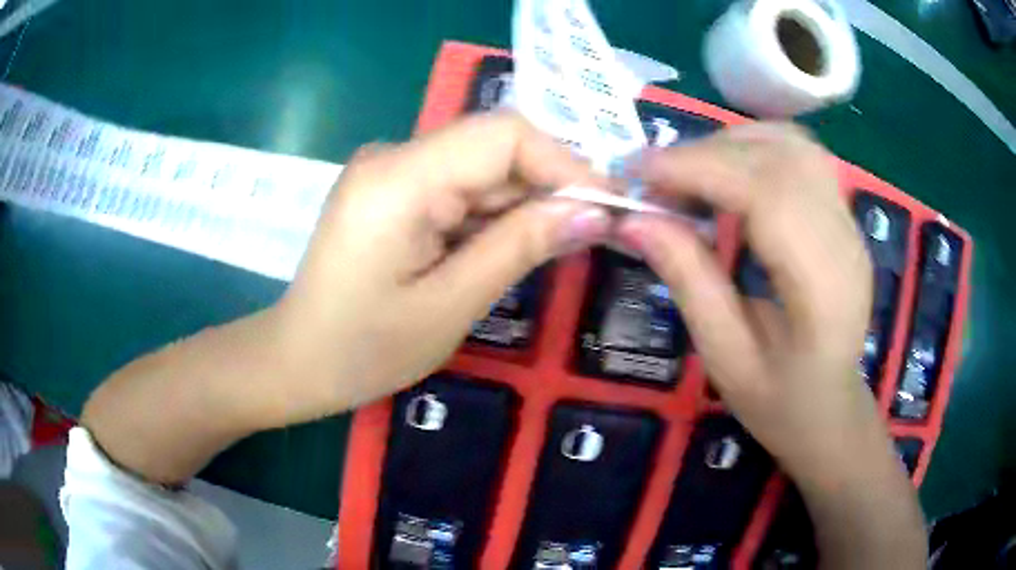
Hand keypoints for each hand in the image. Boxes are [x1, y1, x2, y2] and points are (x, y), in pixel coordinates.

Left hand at [272, 112, 609, 421]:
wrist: (298, 361)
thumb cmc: (364, 350)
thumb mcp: (451, 305)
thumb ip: (521, 246)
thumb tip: (595, 211)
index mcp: (399, 178)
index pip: (503, 134)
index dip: (565, 163)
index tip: (609, 207)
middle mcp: (393, 156)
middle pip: (493, 145)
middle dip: (549, 186)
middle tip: (594, 232)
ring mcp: (389, 171)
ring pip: (480, 167)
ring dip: (523, 203)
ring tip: (556, 247)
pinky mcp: (390, 190)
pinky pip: (456, 185)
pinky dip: (491, 213)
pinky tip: (507, 247)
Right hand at [617, 123, 925, 566]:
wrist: (832, 408)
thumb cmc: (780, 402)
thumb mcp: (725, 357)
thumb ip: (689, 282)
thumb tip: (635, 219)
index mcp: (822, 287)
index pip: (767, 194)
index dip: (700, 169)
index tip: (640, 175)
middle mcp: (844, 240)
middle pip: (779, 158)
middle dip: (707, 153)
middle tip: (654, 179)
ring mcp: (849, 222)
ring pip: (792, 144)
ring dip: (731, 144)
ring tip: (690, 174)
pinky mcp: (843, 215)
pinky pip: (800, 155)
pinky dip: (755, 150)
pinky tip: (729, 176)